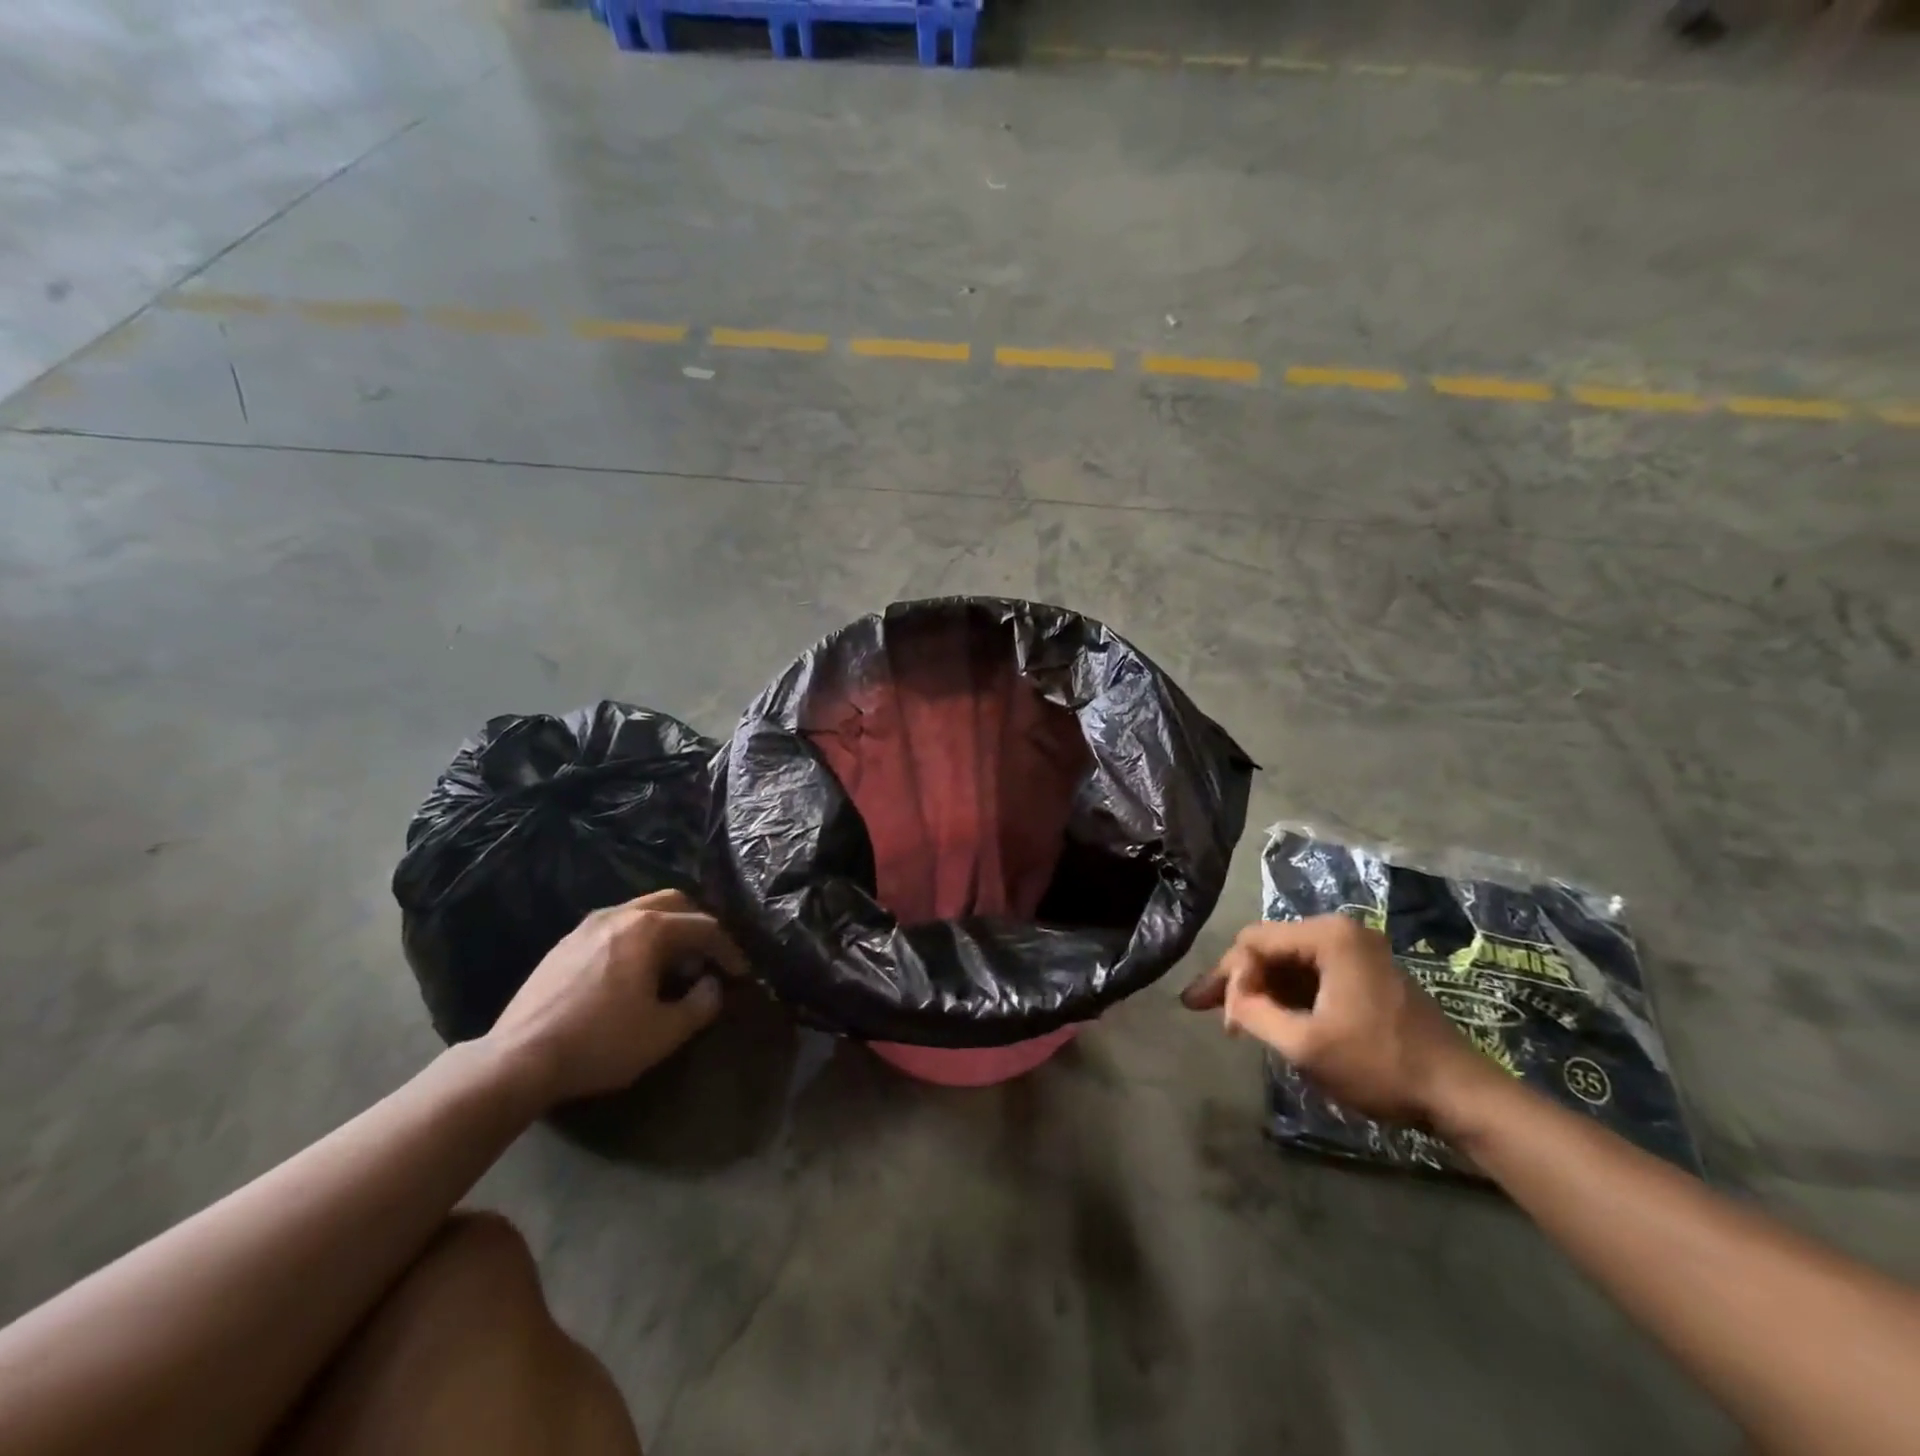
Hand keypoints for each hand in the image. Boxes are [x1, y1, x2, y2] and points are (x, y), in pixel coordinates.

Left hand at [485, 890, 747, 1107]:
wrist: (517, 1059)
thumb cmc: (600, 1043)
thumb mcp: (664, 1033)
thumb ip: (701, 1004)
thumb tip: (712, 986)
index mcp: (649, 929)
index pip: (704, 926)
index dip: (728, 949)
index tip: (741, 974)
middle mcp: (620, 914)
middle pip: (674, 903)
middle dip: (698, 926)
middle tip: (708, 959)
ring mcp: (588, 925)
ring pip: (642, 910)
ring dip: (667, 930)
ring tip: (672, 966)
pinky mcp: (565, 943)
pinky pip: (616, 926)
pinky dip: (638, 938)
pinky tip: (633, 972)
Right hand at [1181, 915, 1490, 1124]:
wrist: (1461, 1096)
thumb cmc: (1380, 1066)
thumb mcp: (1305, 1045)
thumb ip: (1253, 1013)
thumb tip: (1228, 998)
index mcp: (1328, 936)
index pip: (1254, 941)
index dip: (1230, 977)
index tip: (1224, 1020)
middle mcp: (1340, 931)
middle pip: (1268, 947)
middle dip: (1237, 981)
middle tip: (1202, 1009)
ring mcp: (1356, 951)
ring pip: (1286, 962)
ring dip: (1259, 989)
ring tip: (1231, 1019)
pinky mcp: (1364, 973)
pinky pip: (1310, 975)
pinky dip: (1285, 995)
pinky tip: (1266, 1017)